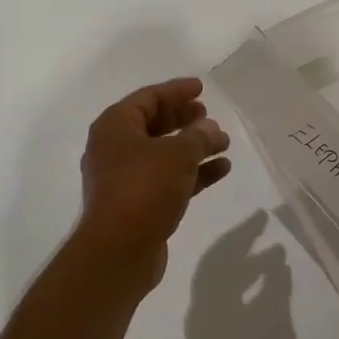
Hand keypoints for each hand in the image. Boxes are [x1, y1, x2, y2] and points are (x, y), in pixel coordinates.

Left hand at [74, 78, 232, 294]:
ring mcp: (125, 178)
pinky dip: (192, 172)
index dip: (176, 91)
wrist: (119, 250)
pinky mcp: (138, 204)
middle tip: (208, 114)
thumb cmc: (143, 188)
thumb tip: (210, 129)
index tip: (201, 88)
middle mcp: (115, 148)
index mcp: (115, 126)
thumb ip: (198, 137)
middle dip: (183, 119)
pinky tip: (221, 169)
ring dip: (193, 147)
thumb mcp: (177, 155)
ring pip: (163, 153)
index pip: (148, 98)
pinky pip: (168, 179)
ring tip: (223, 142)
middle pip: (153, 124)